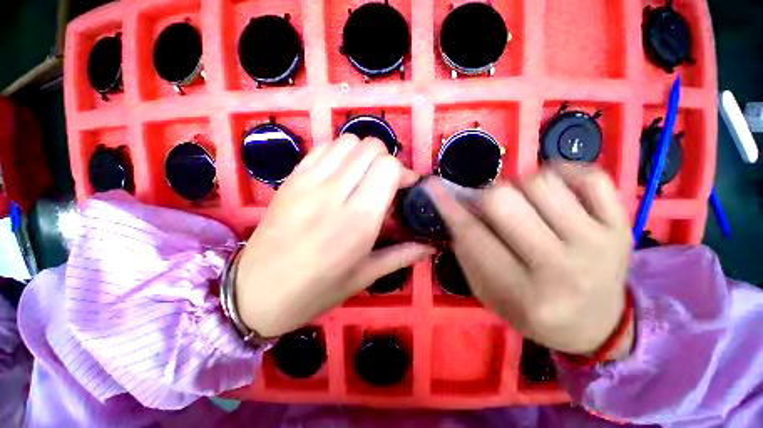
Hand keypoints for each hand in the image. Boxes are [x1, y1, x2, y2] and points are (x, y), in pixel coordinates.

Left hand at [234, 135, 433, 337]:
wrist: (255, 293)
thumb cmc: (315, 291)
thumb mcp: (364, 277)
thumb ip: (401, 255)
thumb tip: (430, 247)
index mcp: (358, 220)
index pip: (389, 167)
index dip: (404, 172)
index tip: (406, 187)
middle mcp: (334, 193)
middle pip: (371, 148)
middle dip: (387, 161)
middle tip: (386, 183)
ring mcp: (308, 182)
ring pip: (348, 142)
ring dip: (364, 154)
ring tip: (364, 176)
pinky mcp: (292, 178)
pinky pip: (323, 148)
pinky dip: (340, 153)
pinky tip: (341, 174)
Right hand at [426, 166, 632, 356]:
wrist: (595, 325)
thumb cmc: (532, 312)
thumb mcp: (487, 292)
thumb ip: (466, 251)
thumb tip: (452, 205)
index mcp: (524, 294)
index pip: (472, 236)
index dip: (448, 206)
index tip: (432, 186)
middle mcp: (562, 269)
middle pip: (504, 200)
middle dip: (486, 196)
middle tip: (489, 204)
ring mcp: (600, 244)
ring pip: (541, 182)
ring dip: (520, 186)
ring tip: (523, 202)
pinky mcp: (622, 226)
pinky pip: (590, 176)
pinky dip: (562, 173)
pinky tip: (553, 190)